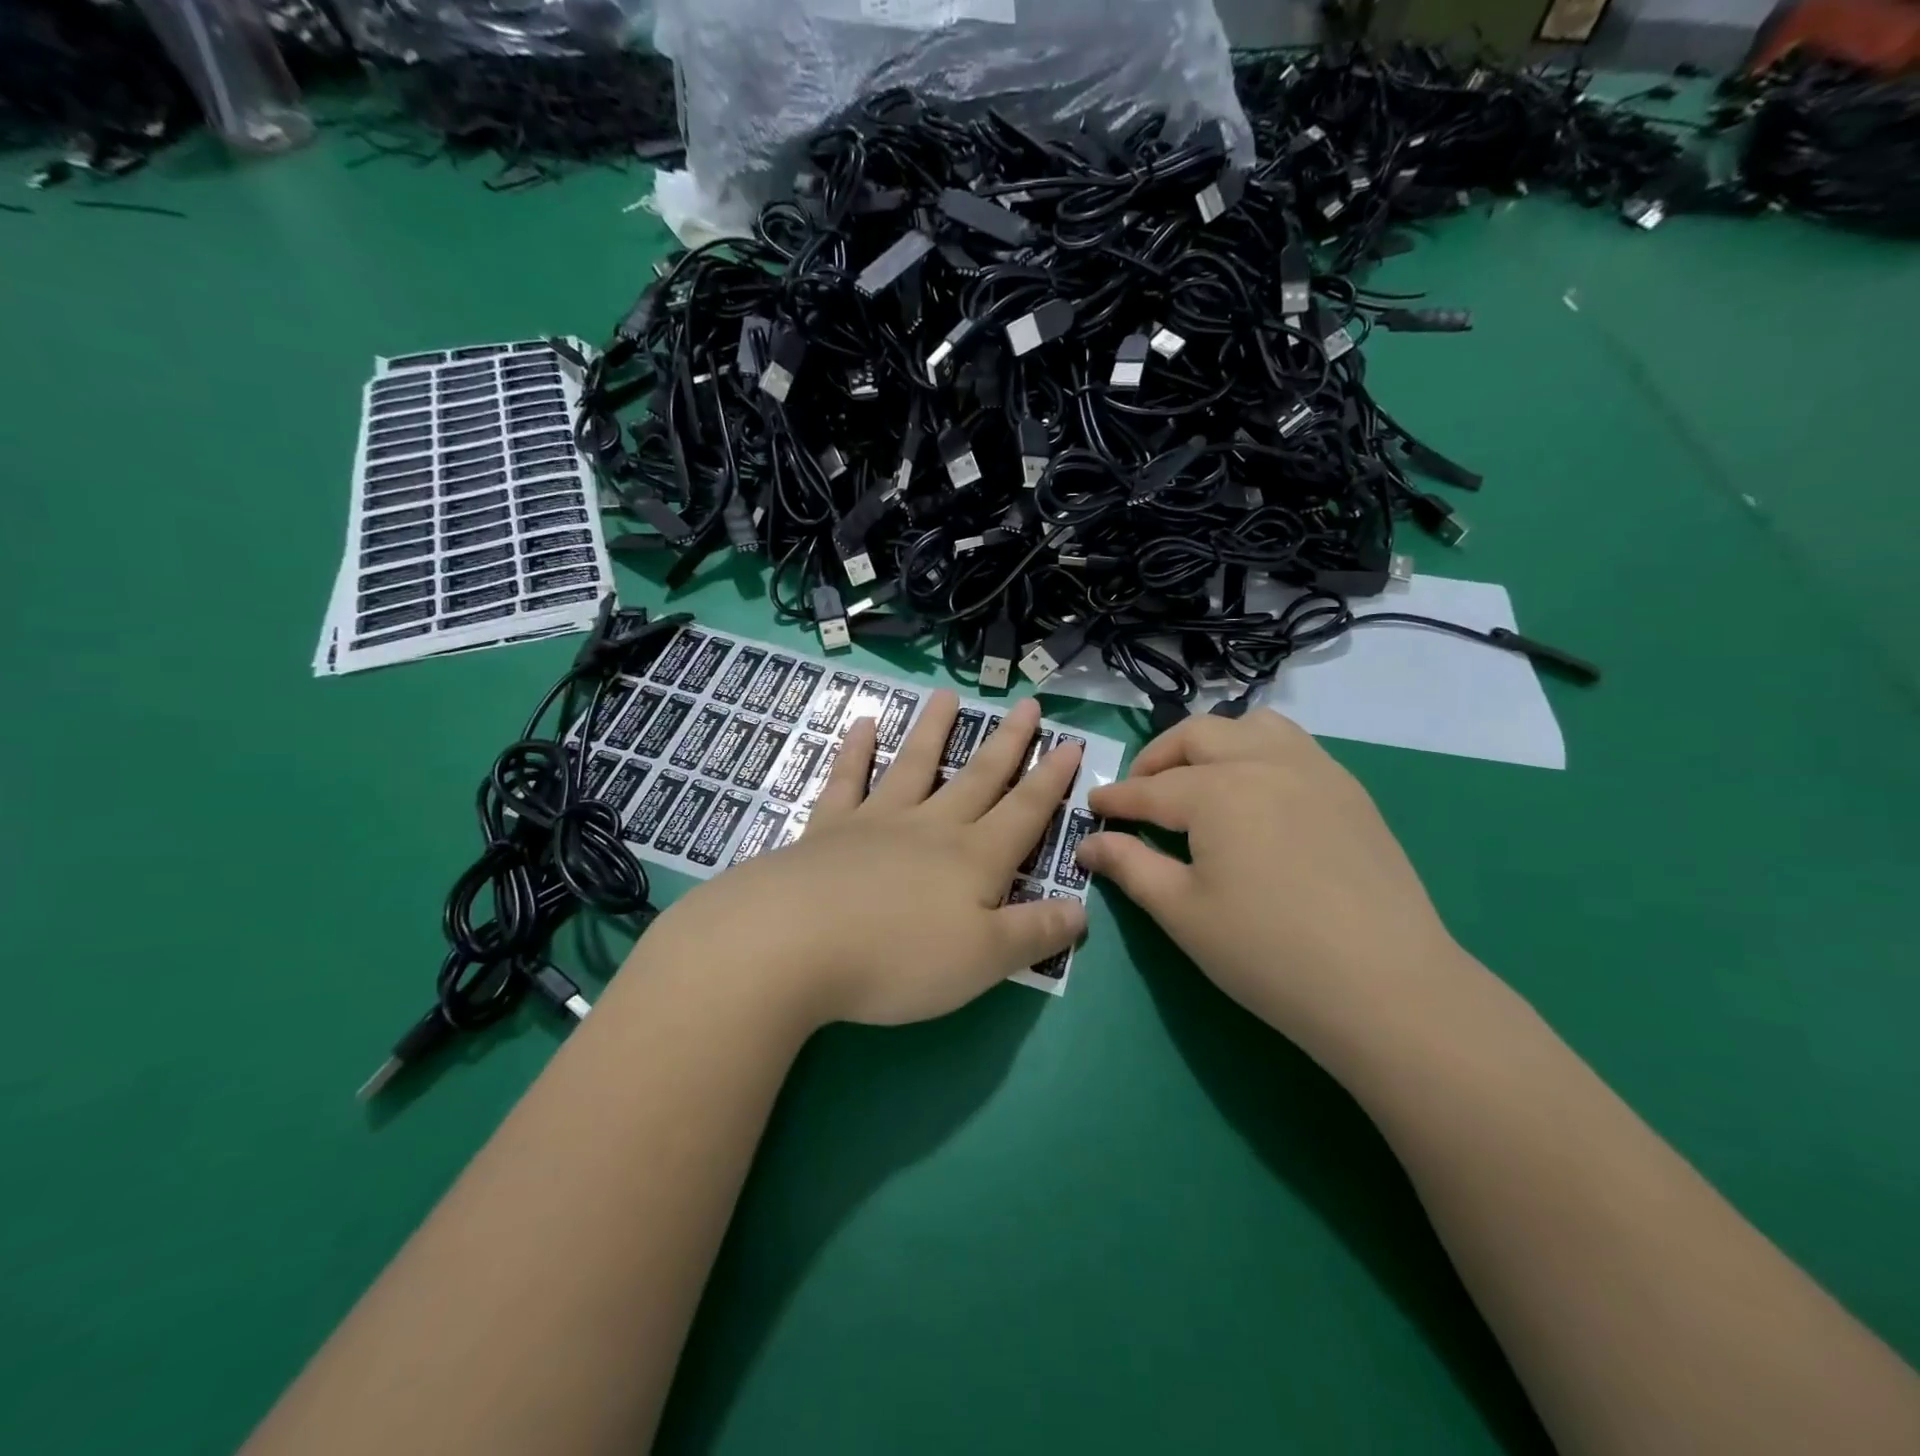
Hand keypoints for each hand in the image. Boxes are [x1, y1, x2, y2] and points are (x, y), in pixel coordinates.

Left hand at [642, 692, 1084, 1027]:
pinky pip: (847, 780)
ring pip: (914, 764)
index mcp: (974, 858)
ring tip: (948, 695)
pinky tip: (861, 724)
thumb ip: (1036, 934)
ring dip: (934, 729)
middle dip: (1008, 742)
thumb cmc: (898, 958)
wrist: (793, 944)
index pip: (1025, 811)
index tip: (1072, 742)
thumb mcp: (984, 960)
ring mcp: (877, 822)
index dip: (1052, 780)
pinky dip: (855, 751)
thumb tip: (1083, 910)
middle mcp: (931, 827)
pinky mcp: (827, 829)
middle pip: (979, 776)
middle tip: (1027, 704)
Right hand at [1077, 709, 1469, 1045]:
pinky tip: (1256, 794)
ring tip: (1199, 779)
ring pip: (1250, 726)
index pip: (1150, 789)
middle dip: (1156, 758)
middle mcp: (1263, 762)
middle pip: (1196, 736)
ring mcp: (1314, 770)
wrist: (1387, 987)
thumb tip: (1088, 843)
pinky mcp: (1349, 790)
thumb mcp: (1182, 912)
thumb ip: (1129, 866)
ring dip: (1212, 742)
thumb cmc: (1267, 953)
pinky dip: (1258, 752)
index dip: (1115, 799)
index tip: (1092, 808)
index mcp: (1217, 791)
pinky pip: (1293, 745)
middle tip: (1139, 793)